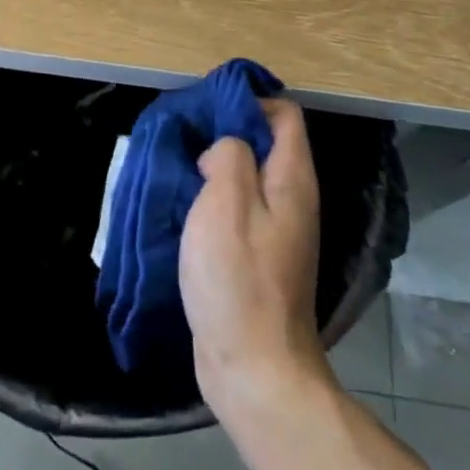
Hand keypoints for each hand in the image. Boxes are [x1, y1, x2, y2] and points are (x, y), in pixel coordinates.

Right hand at [180, 99, 327, 411]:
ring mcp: (277, 230)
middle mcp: (292, 199)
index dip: (249, 101)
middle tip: (185, 135)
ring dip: (214, 167)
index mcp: (292, 178)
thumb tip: (224, 150)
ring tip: (178, 165)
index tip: (208, 108)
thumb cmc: (239, 277)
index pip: (284, 114)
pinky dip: (212, 199)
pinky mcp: (258, 256)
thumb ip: (229, 154)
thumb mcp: (227, 200)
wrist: (255, 368)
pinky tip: (184, 206)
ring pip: (247, 176)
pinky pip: (237, 209)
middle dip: (225, 132)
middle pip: (264, 143)